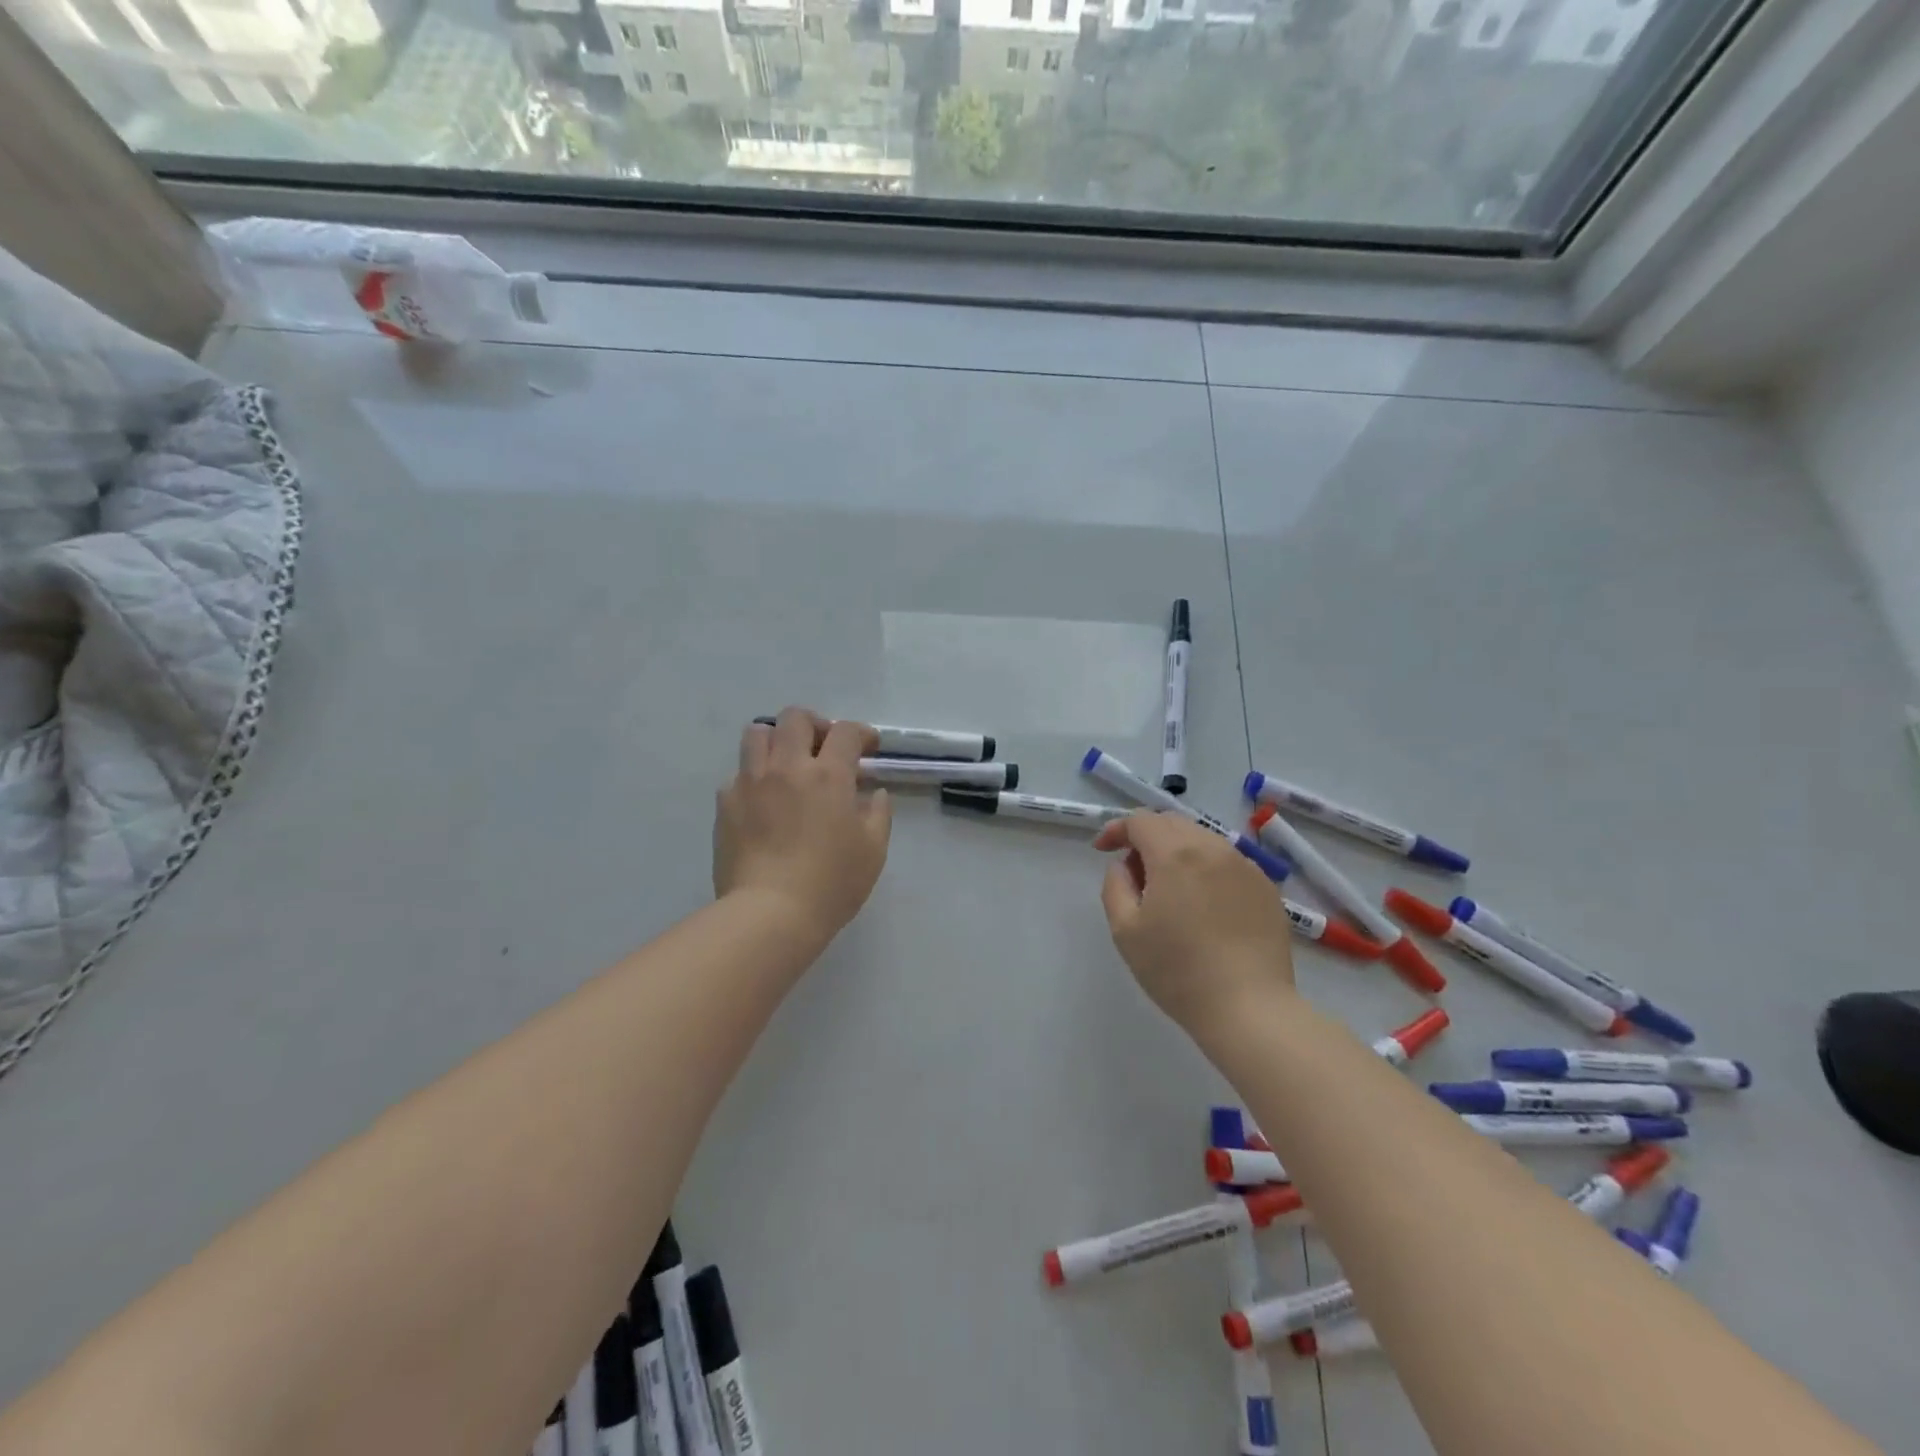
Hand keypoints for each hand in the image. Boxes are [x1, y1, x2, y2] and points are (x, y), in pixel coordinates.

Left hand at [714, 708, 891, 946]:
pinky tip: (764, 802)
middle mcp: (787, 767)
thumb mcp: (872, 851)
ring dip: (777, 740)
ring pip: (757, 734)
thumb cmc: (831, 883)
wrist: (770, 913)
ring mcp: (751, 782)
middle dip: (815, 725)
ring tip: (787, 763)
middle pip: (795, 718)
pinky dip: (754, 778)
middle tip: (824, 748)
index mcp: (828, 775)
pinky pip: (738, 774)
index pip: (845, 732)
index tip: (867, 748)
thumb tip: (874, 794)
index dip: (861, 733)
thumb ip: (878, 814)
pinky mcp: (726, 803)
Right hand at [1094, 812, 1295, 1029]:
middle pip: (1172, 823)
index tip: (1103, 850)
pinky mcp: (1266, 888)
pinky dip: (1206, 868)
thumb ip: (1116, 886)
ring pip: (1203, 839)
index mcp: (1174, 854)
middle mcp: (1213, 848)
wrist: (1249, 1008)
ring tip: (1169, 889)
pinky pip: (1228, 862)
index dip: (1117, 829)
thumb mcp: (1125, 930)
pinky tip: (1203, 904)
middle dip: (1146, 837)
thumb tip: (1125, 866)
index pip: (1140, 820)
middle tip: (1134, 872)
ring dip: (1177, 851)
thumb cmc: (1177, 971)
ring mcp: (1245, 866)